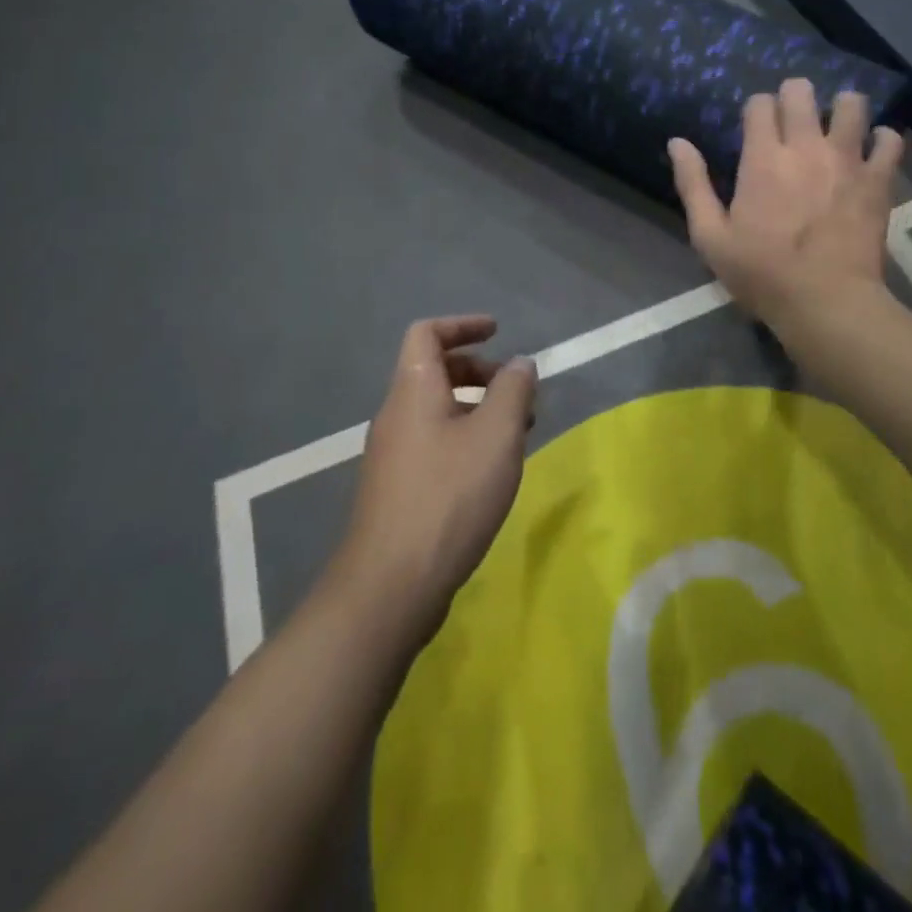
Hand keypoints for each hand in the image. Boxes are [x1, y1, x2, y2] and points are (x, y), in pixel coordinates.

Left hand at [336, 315, 537, 637]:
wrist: (390, 586)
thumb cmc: (449, 496)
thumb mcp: (496, 435)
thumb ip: (513, 391)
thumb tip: (520, 363)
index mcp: (413, 390)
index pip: (427, 333)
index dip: (463, 325)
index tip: (498, 332)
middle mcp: (395, 415)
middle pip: (434, 371)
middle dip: (479, 370)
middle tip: (517, 390)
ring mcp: (392, 454)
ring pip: (437, 410)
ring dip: (477, 408)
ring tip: (517, 432)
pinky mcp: (396, 489)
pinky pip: (434, 442)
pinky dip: (465, 437)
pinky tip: (490, 470)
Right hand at [668, 79, 902, 323]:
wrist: (826, 302)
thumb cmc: (762, 273)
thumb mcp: (710, 237)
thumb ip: (693, 185)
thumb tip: (677, 141)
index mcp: (762, 158)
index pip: (759, 103)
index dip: (756, 109)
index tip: (755, 129)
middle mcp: (806, 146)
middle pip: (802, 91)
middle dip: (794, 96)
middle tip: (793, 120)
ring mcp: (847, 159)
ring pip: (852, 104)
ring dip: (842, 108)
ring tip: (836, 127)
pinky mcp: (878, 179)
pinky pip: (890, 141)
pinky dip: (883, 139)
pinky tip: (873, 149)